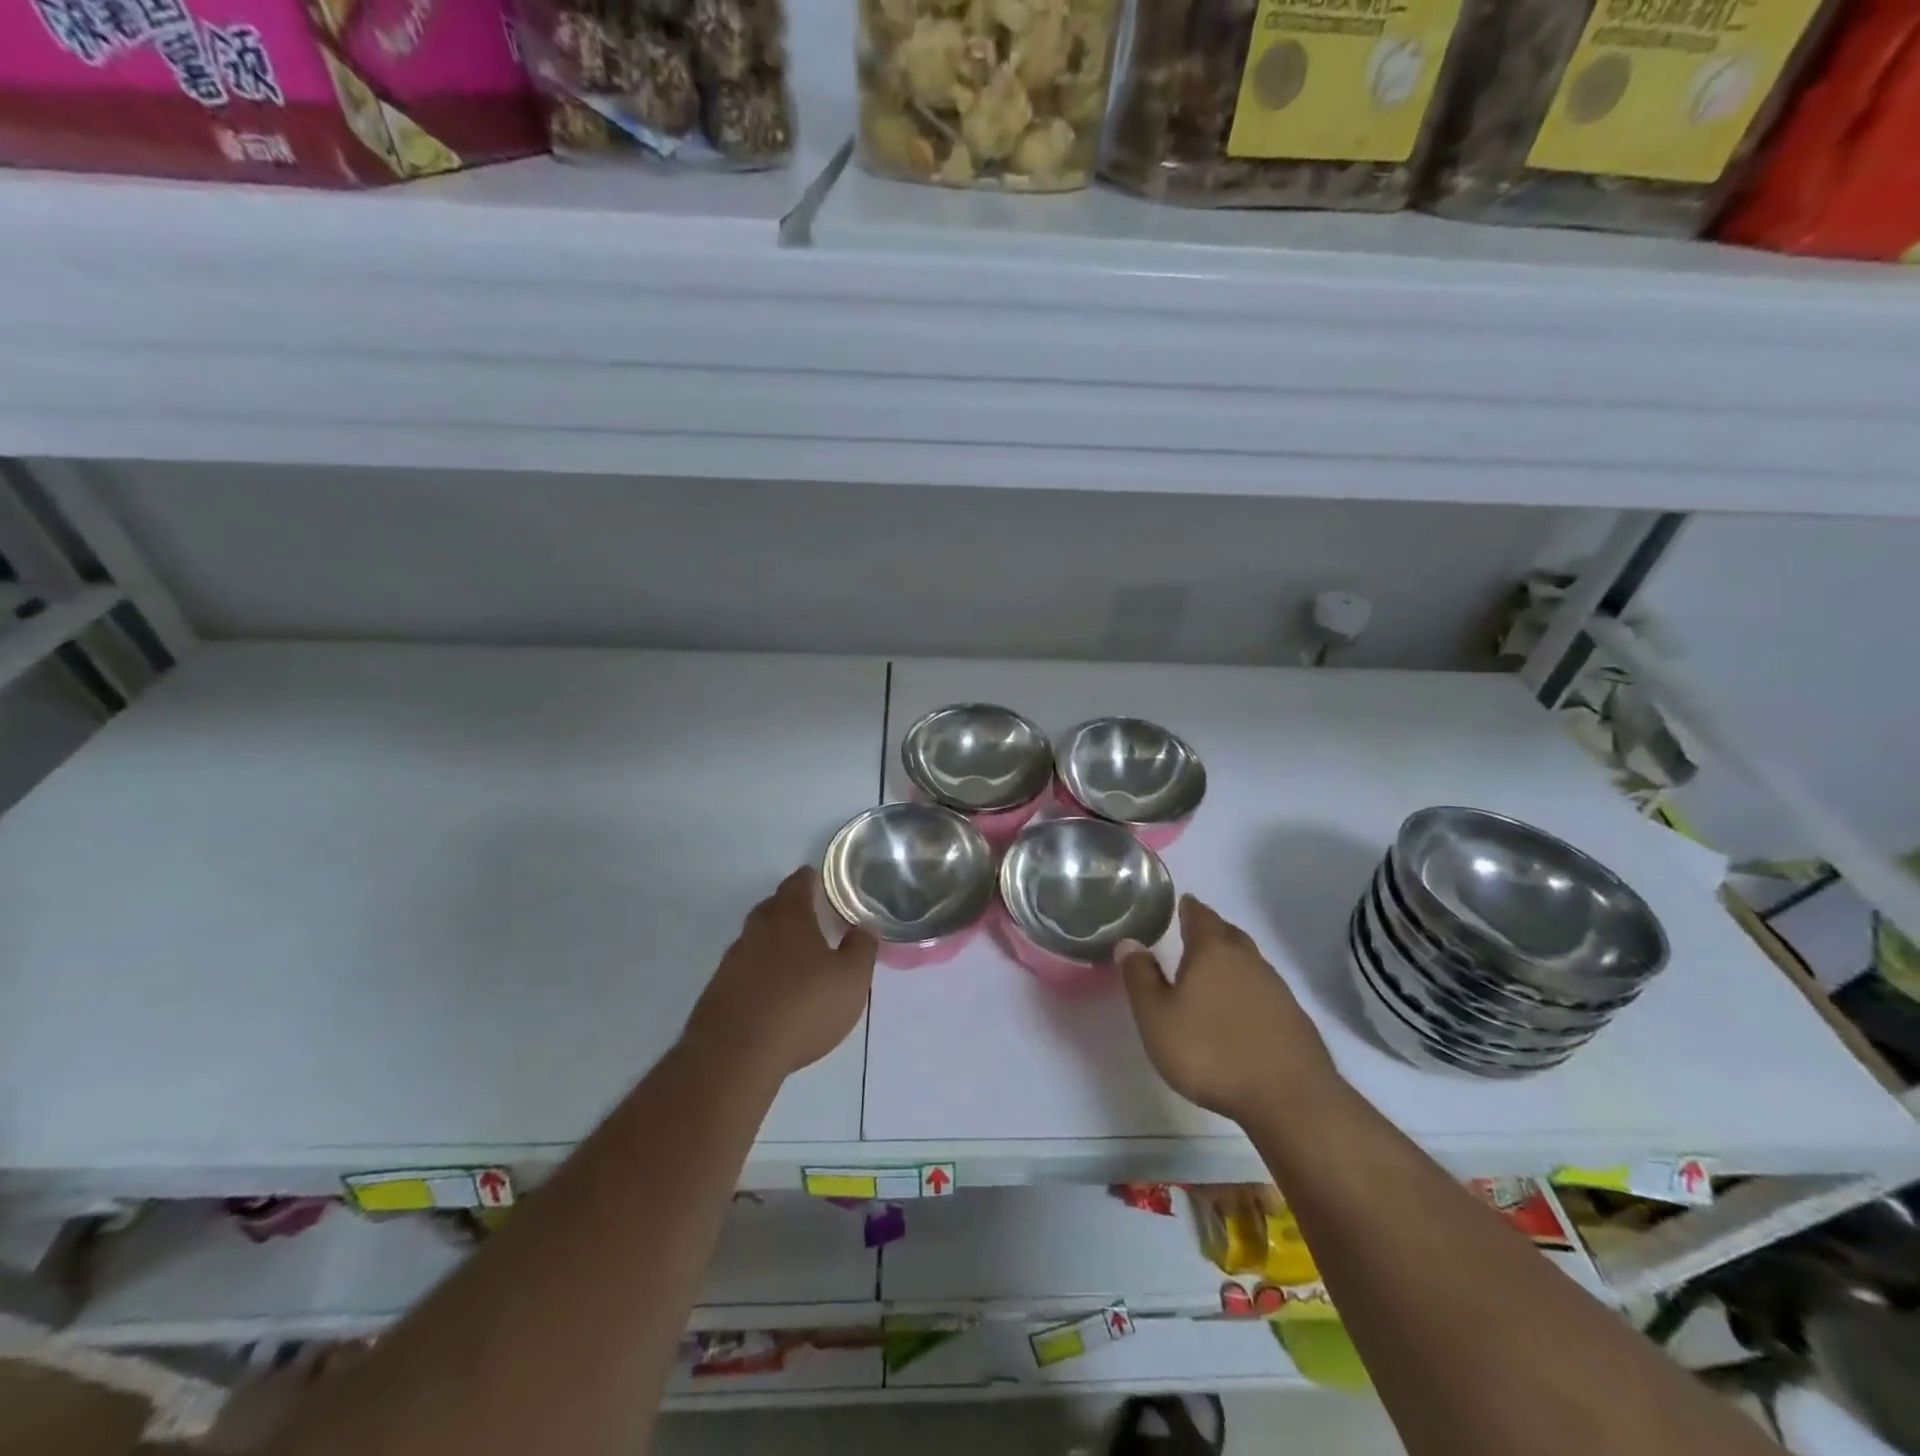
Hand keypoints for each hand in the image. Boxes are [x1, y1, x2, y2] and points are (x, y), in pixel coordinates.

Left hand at [685, 867, 877, 1081]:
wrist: (736, 1055)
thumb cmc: (803, 1007)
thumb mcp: (851, 979)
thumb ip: (861, 949)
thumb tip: (865, 926)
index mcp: (789, 917)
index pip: (797, 884)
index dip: (809, 879)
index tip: (818, 880)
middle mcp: (756, 930)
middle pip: (773, 908)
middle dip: (790, 909)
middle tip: (811, 917)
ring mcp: (732, 961)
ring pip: (756, 940)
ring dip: (773, 943)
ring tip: (795, 958)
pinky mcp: (717, 992)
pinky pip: (744, 970)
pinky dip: (759, 972)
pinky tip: (772, 992)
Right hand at [1118, 895, 1340, 1124]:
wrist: (1290, 1098)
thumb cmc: (1211, 1052)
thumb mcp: (1157, 1018)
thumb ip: (1140, 978)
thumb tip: (1129, 942)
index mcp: (1212, 952)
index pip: (1200, 916)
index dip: (1189, 908)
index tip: (1183, 902)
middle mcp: (1248, 960)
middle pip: (1229, 934)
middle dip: (1212, 929)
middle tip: (1195, 932)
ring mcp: (1277, 989)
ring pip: (1250, 962)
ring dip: (1233, 960)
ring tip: (1215, 971)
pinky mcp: (1294, 1019)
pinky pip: (1265, 990)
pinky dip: (1249, 989)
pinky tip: (1242, 1009)